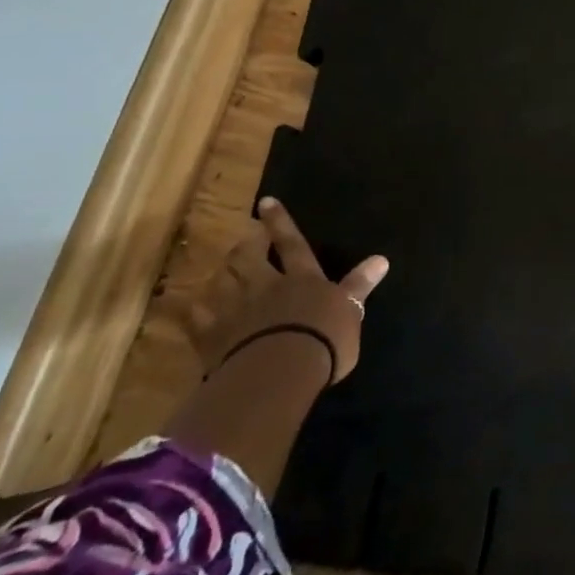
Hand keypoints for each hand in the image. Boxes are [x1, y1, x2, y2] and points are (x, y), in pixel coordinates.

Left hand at [192, 197, 388, 382]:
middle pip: (248, 257)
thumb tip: (381, 259)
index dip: (280, 222)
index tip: (266, 202)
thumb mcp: (351, 312)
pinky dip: (194, 310)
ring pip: (221, 280)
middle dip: (246, 244)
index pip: (292, 243)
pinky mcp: (211, 335)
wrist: (279, 372)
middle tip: (244, 239)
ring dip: (221, 273)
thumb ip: (359, 286)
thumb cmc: (324, 341)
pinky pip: (196, 317)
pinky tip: (193, 308)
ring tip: (221, 271)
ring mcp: (234, 309)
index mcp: (302, 279)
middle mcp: (265, 285)